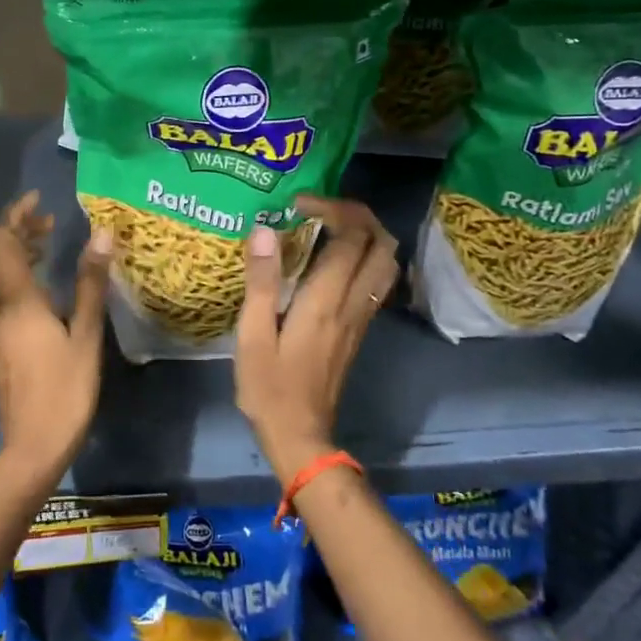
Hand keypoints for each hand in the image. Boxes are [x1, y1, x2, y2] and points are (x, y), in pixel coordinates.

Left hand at [0, 191, 112, 486]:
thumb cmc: (65, 389)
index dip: (16, 214)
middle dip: (15, 230)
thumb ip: (90, 283)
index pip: (3, 241)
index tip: (39, 199)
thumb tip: (100, 234)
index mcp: (17, 300)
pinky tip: (36, 287)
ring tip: (44, 247)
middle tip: (48, 222)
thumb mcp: (85, 334)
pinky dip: (8, 276)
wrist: (32, 445)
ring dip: (10, 253)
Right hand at [235, 196, 398, 484]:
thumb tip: (264, 230)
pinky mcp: (359, 329)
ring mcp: (362, 318)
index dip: (332, 209)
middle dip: (358, 215)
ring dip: (367, 235)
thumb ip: (261, 281)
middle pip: (382, 244)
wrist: (301, 436)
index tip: (299, 204)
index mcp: (326, 301)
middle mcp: (353, 304)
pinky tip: (334, 260)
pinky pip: (377, 281)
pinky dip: (365, 257)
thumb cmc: (269, 387)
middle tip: (320, 209)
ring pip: (387, 262)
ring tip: (329, 228)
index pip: (351, 237)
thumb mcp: (253, 335)